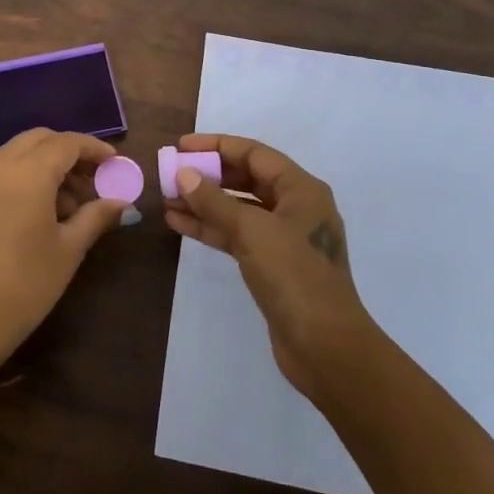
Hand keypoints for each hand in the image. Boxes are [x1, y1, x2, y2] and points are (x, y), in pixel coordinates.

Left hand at [0, 128, 126, 373]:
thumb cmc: (24, 285)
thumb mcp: (68, 250)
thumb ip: (96, 217)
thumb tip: (122, 203)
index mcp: (28, 172)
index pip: (67, 143)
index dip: (94, 149)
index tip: (115, 163)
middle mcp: (0, 164)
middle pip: (40, 139)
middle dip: (69, 152)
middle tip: (93, 179)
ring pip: (19, 151)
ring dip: (46, 162)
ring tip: (71, 203)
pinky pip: (2, 168)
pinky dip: (25, 173)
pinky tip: (42, 208)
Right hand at [165, 133, 381, 399]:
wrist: (326, 347)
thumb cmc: (294, 275)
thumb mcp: (252, 231)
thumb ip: (215, 200)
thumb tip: (184, 174)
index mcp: (301, 189)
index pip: (254, 153)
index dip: (216, 146)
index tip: (181, 147)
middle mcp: (295, 207)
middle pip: (246, 179)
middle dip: (208, 175)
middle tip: (171, 174)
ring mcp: (284, 237)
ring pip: (238, 209)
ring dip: (204, 203)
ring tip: (167, 199)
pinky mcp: (272, 265)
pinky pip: (237, 235)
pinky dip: (211, 228)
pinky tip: (179, 224)